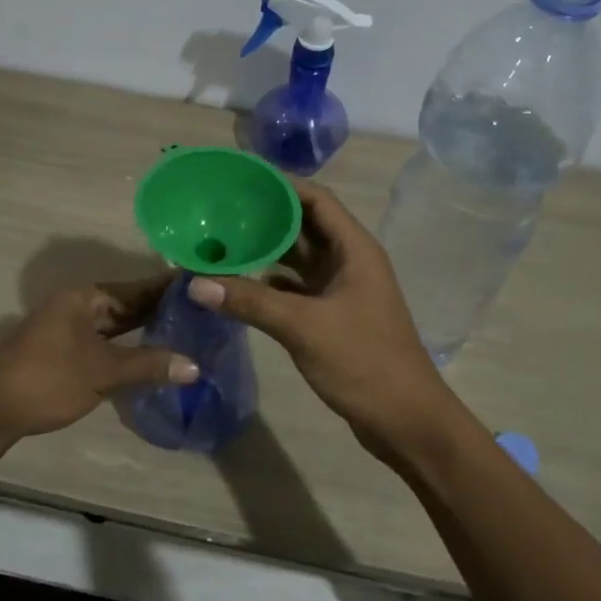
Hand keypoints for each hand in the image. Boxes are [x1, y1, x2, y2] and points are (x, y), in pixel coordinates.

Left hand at [0, 275, 196, 455]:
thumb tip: (195, 366)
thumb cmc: (48, 381)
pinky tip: (148, 353)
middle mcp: (75, 305)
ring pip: (113, 323)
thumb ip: (149, 365)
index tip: (200, 285)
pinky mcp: (62, 350)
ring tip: (183, 329)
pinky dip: (125, 344)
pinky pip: (103, 339)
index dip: (167, 288)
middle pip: (125, 303)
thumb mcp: (103, 372)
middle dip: (159, 308)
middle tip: (200, 310)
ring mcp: (66, 327)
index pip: (135, 288)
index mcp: (83, 298)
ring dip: (142, 327)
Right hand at [187, 181, 457, 460]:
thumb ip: (250, 302)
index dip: (280, 184)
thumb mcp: (303, 327)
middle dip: (265, 216)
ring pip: (297, 259)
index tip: (240, 179)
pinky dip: (267, 284)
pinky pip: (294, 289)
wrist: (405, 421)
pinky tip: (235, 285)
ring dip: (264, 251)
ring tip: (220, 241)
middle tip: (219, 210)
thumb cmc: (364, 362)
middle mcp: (349, 261)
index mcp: (354, 249)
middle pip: (303, 225)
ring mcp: (340, 290)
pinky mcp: (331, 316)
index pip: (316, 199)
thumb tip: (195, 284)